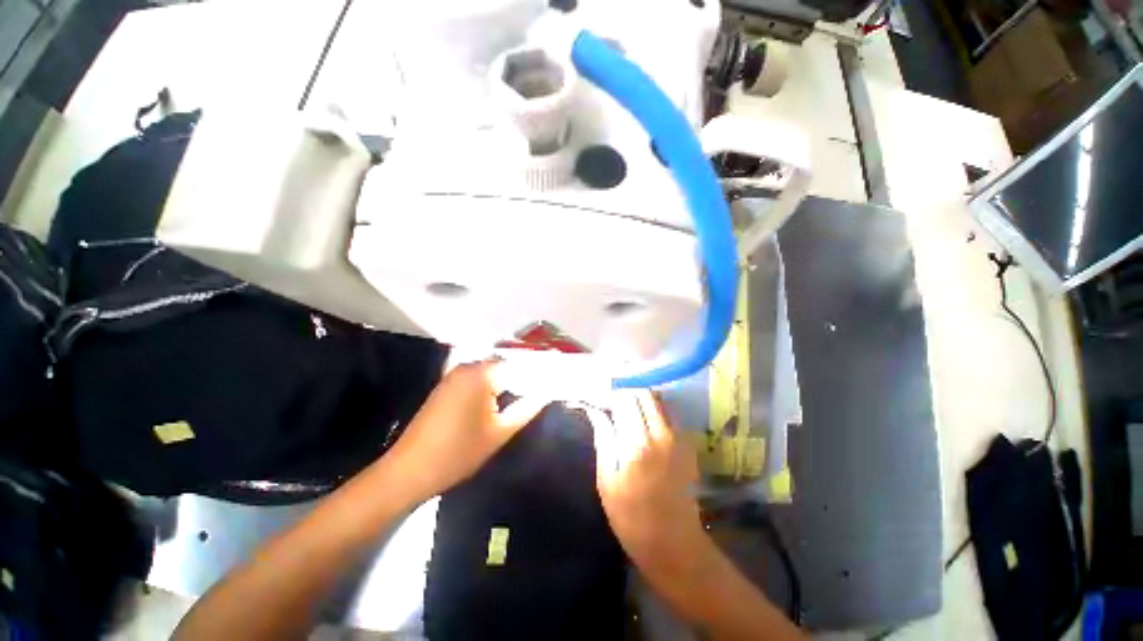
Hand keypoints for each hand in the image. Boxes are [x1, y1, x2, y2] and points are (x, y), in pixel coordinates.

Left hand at [385, 361, 547, 503]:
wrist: (409, 471)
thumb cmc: (458, 452)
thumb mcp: (499, 433)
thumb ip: (527, 409)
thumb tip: (546, 393)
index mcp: (482, 374)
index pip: (520, 365)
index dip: (539, 373)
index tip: (554, 381)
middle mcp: (468, 367)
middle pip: (506, 365)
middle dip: (525, 376)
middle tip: (544, 388)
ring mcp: (455, 375)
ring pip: (492, 372)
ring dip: (509, 381)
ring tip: (529, 393)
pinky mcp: (447, 386)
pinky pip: (478, 379)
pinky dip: (493, 386)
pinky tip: (503, 399)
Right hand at [591, 391, 710, 585]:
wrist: (674, 543)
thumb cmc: (631, 517)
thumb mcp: (607, 480)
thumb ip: (603, 439)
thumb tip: (595, 411)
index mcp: (638, 444)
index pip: (624, 400)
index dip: (610, 396)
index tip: (600, 401)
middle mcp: (662, 434)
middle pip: (644, 394)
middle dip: (626, 393)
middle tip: (613, 405)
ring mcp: (679, 438)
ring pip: (659, 401)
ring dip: (642, 400)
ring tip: (628, 411)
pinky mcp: (688, 444)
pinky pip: (670, 414)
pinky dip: (655, 410)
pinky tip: (645, 423)